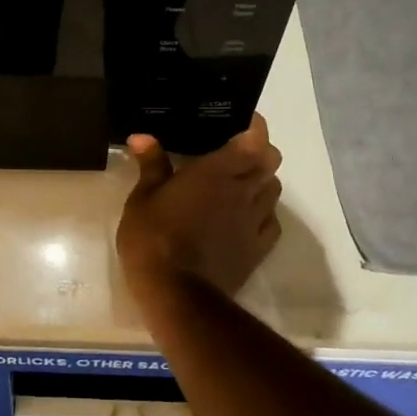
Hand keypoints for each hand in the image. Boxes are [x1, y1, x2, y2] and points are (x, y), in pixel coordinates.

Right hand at [116, 114, 283, 296]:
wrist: (177, 293)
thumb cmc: (154, 237)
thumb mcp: (142, 198)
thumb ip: (151, 164)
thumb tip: (143, 137)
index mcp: (216, 171)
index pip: (255, 139)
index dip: (255, 127)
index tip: (243, 122)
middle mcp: (242, 190)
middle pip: (270, 162)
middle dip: (260, 152)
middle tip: (237, 152)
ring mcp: (254, 221)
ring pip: (274, 190)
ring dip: (262, 181)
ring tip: (241, 183)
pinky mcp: (258, 249)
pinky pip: (272, 222)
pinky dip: (264, 213)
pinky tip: (247, 216)